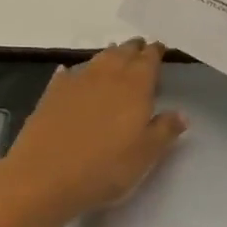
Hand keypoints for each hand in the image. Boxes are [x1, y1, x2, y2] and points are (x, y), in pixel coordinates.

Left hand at [4, 40, 188, 216]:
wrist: (44, 177)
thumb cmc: (105, 167)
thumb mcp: (146, 154)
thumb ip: (166, 130)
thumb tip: (181, 113)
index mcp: (135, 86)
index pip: (149, 59)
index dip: (155, 52)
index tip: (160, 49)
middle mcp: (107, 75)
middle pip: (123, 52)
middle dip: (133, 49)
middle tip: (140, 49)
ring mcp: (76, 82)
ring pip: (97, 59)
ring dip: (109, 56)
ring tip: (115, 57)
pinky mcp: (51, 94)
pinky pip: (68, 75)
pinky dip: (75, 72)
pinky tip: (71, 73)